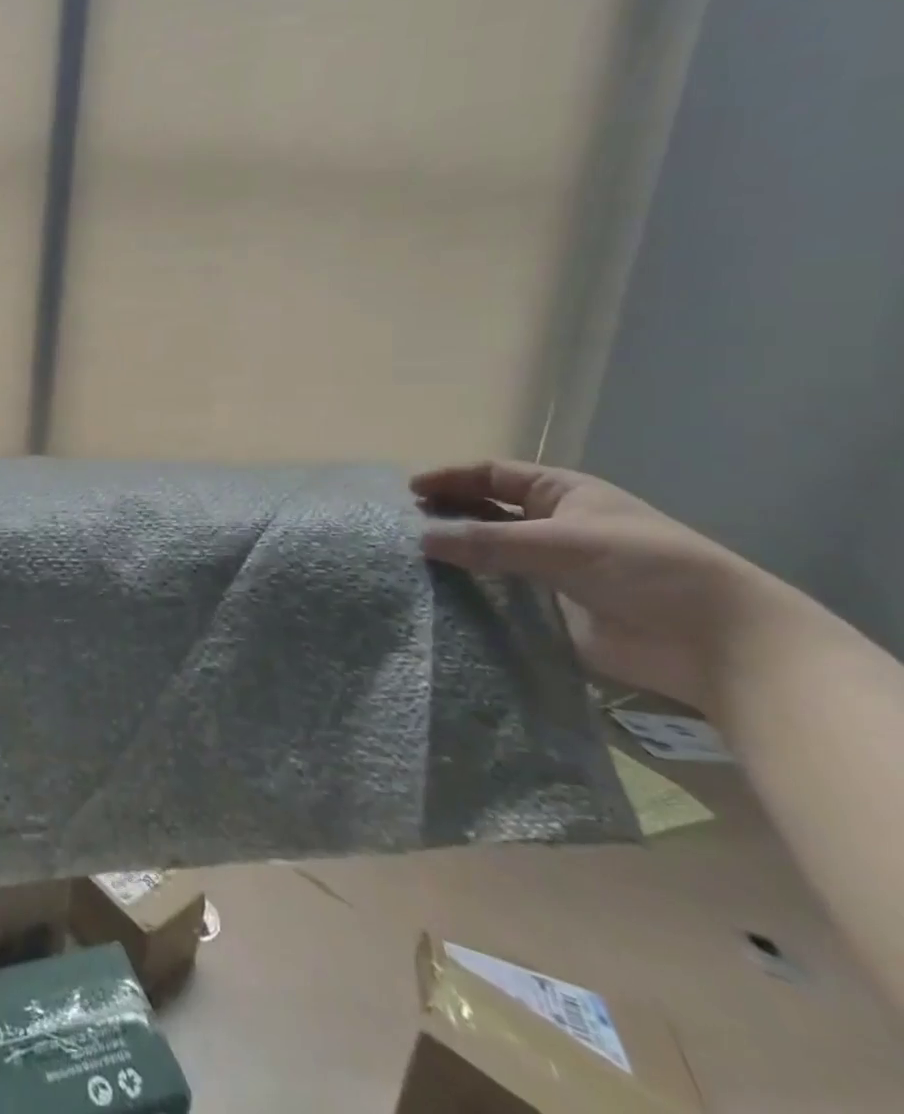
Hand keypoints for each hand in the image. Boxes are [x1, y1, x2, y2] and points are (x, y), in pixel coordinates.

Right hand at [411, 460, 786, 712]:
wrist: (717, 644)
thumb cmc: (647, 568)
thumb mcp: (563, 543)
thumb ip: (488, 541)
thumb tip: (419, 539)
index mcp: (563, 495)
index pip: (494, 476)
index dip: (452, 478)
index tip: (411, 491)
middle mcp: (552, 526)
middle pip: (485, 512)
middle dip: (446, 514)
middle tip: (403, 526)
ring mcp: (550, 569)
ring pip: (488, 553)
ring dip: (455, 554)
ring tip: (411, 560)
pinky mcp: (549, 610)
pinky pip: (498, 594)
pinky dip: (469, 592)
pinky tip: (439, 595)